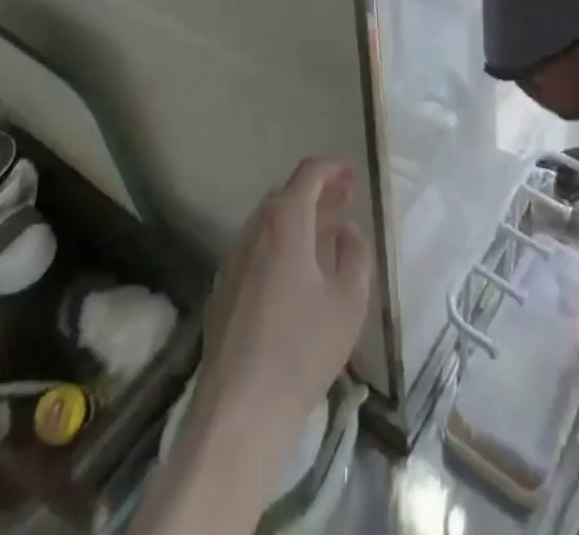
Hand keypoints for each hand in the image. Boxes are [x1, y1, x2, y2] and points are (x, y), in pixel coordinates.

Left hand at [192, 159, 372, 458]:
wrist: (240, 410)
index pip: (308, 174)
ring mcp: (233, 260)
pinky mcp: (222, 290)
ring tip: (326, 235)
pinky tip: (296, 272)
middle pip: (286, 195)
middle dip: (317, 193)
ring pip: (268, 223)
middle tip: (345, 203)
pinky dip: (280, 243)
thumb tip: (346, 231)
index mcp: (285, 223)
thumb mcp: (349, 300)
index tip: (353, 175)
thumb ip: (355, 254)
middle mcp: (254, 231)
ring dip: (298, 219)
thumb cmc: (303, 350)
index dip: (333, 168)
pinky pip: (255, 249)